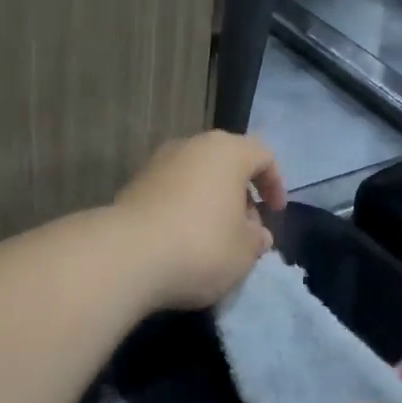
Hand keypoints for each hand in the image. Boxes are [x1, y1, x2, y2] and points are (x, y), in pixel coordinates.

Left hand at [114, 131, 286, 310]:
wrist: (126, 256)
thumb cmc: (200, 246)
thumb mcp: (244, 252)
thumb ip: (256, 239)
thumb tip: (256, 233)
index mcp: (226, 152)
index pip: (263, 155)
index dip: (275, 183)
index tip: (275, 213)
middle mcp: (190, 146)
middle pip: (226, 163)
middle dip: (240, 194)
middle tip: (245, 229)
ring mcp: (157, 163)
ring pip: (196, 177)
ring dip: (210, 202)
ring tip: (214, 238)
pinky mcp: (133, 186)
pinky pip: (171, 192)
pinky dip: (183, 209)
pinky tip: (182, 241)